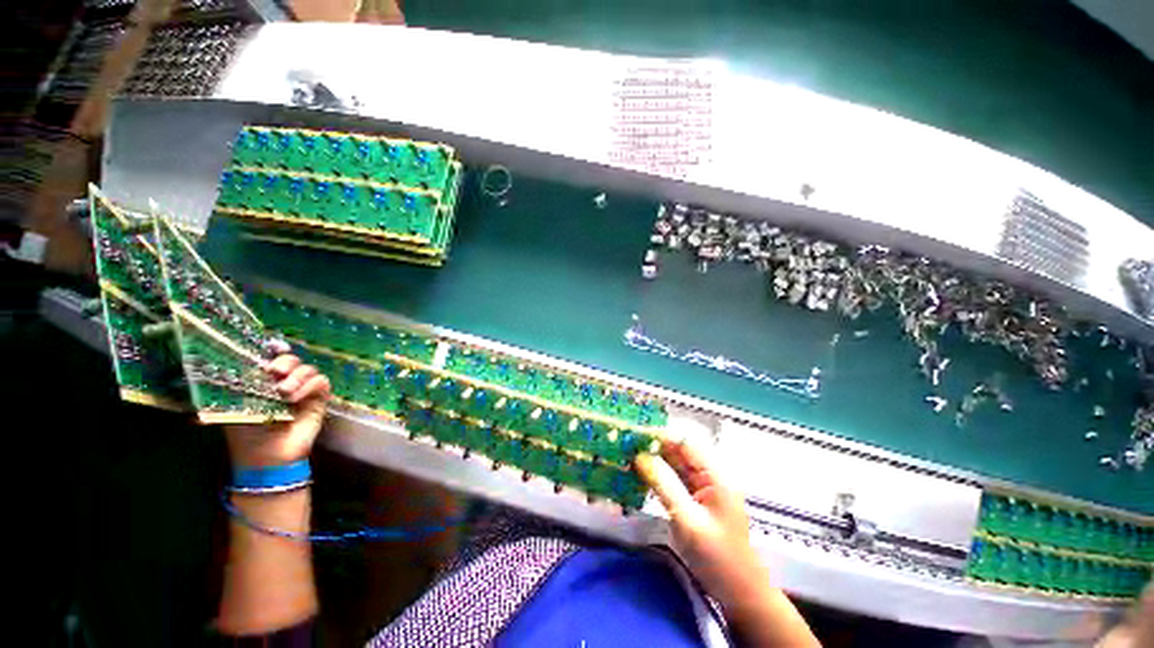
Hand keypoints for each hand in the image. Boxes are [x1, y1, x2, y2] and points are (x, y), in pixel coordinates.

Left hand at [224, 355, 330, 468]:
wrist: (268, 455)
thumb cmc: (246, 432)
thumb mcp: (234, 406)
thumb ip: (239, 385)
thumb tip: (240, 364)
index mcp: (262, 381)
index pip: (272, 357)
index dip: (274, 349)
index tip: (273, 350)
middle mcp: (284, 382)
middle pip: (292, 358)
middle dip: (286, 361)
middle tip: (276, 372)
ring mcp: (303, 390)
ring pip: (308, 368)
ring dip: (297, 377)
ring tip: (284, 393)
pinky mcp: (319, 398)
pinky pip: (321, 381)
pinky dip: (309, 386)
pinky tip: (296, 399)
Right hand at [635, 441, 768, 609]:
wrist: (739, 594)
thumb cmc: (718, 558)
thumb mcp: (688, 521)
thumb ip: (664, 485)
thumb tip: (640, 456)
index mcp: (716, 475)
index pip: (686, 441)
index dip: (661, 434)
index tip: (636, 432)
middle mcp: (710, 475)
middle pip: (680, 450)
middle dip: (654, 444)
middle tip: (626, 444)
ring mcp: (703, 487)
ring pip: (675, 463)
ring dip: (654, 458)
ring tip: (628, 454)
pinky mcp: (695, 499)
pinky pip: (675, 479)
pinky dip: (658, 475)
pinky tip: (640, 473)